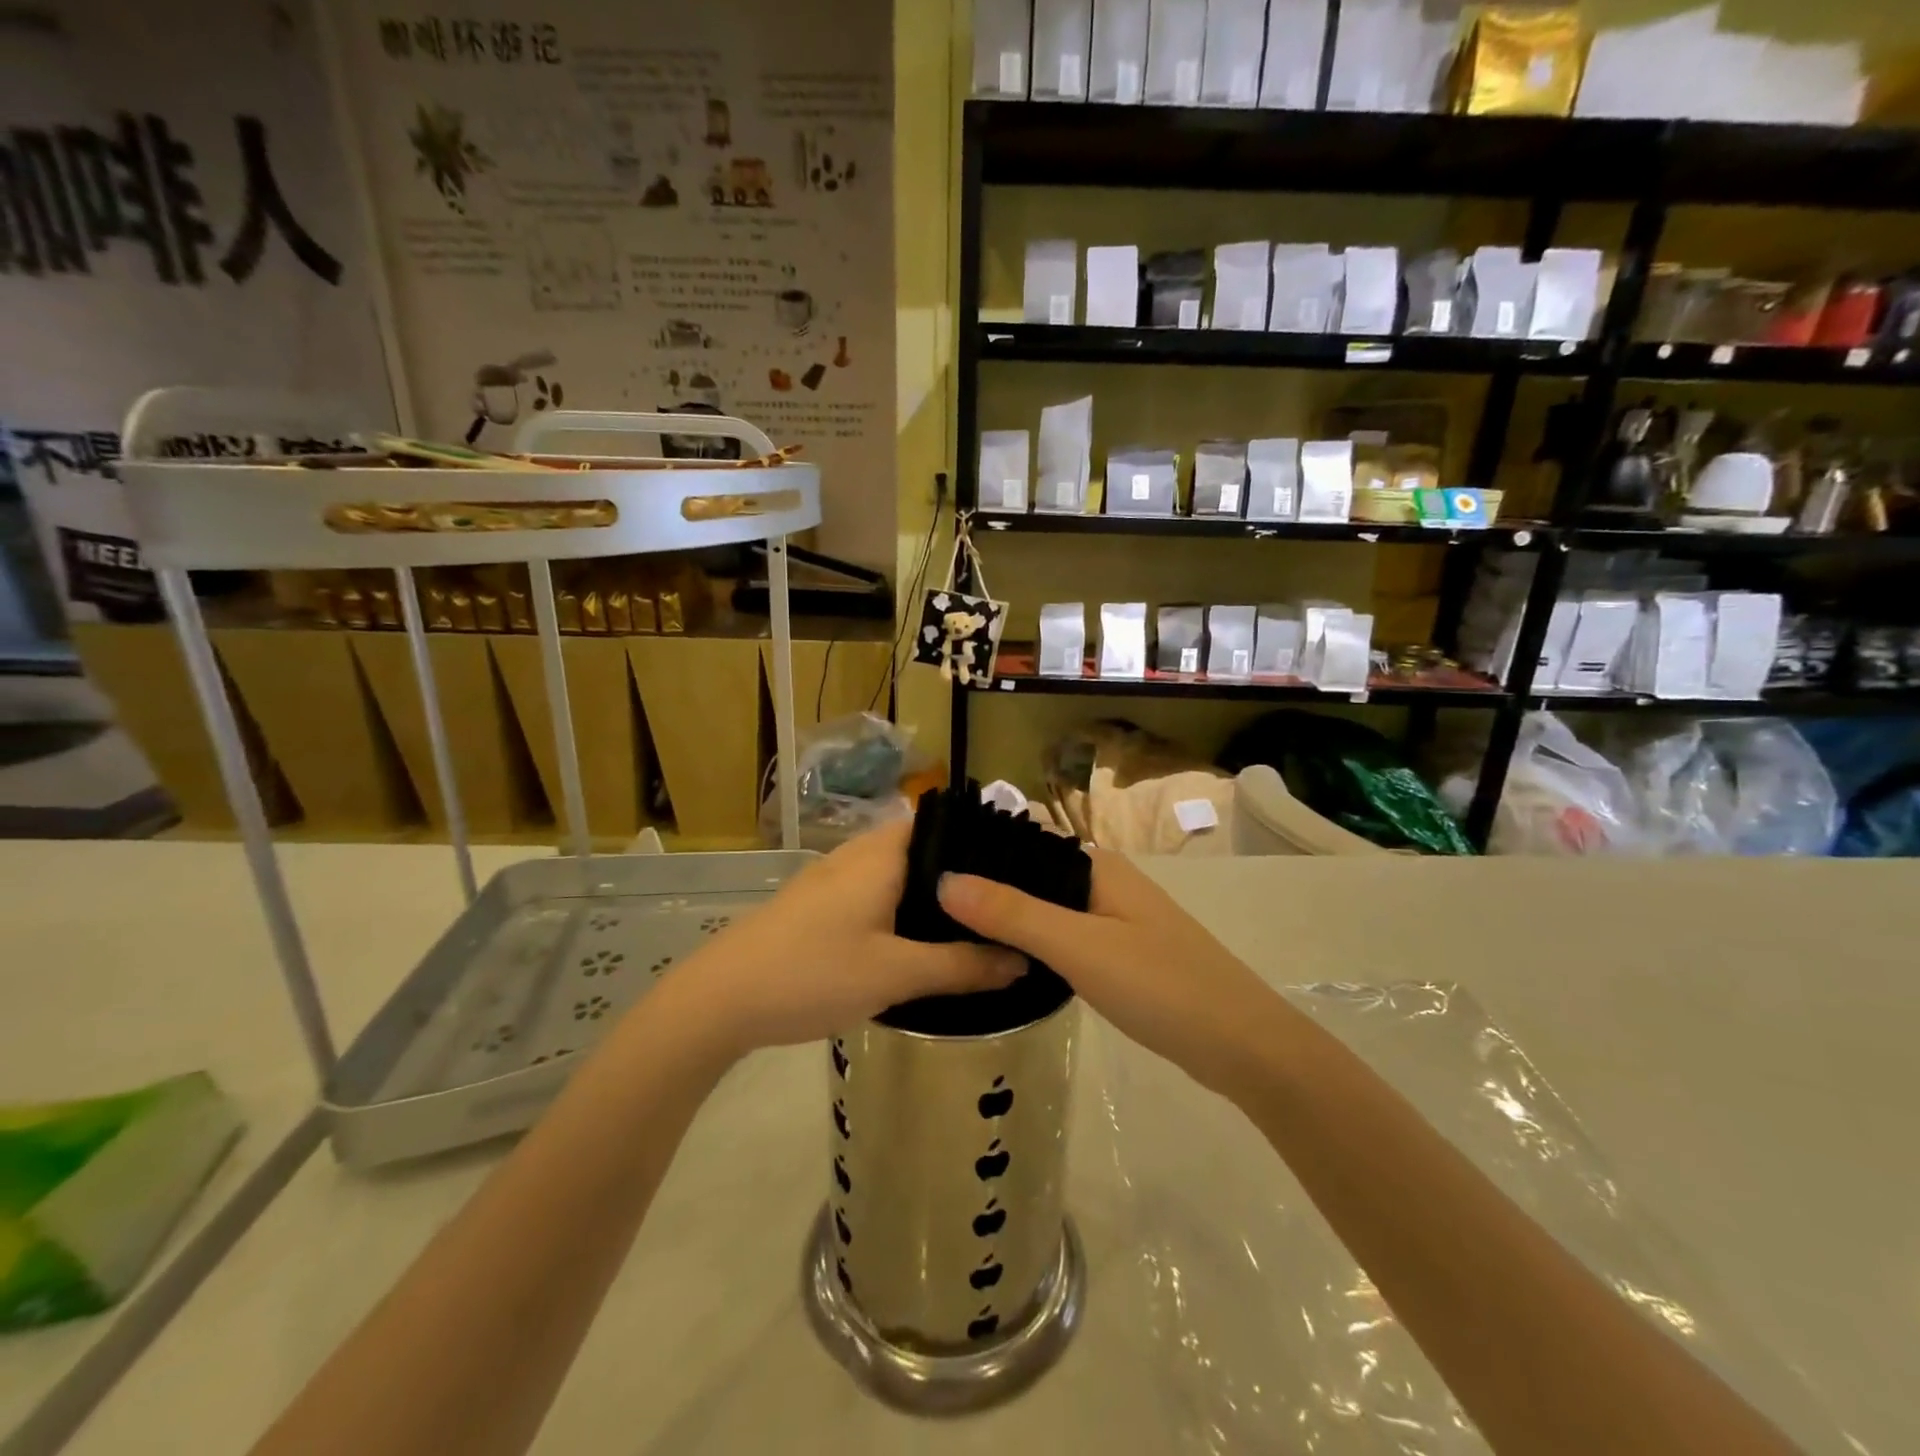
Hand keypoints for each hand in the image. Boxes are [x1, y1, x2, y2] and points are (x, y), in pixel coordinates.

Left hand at [648, 818, 1024, 1062]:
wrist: (718, 999)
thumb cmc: (813, 974)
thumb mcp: (895, 975)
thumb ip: (961, 966)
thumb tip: (1021, 958)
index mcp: (880, 855)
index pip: (940, 822)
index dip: (978, 839)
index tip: (1015, 868)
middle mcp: (856, 854)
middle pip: (920, 848)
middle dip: (958, 874)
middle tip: (1001, 904)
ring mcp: (829, 878)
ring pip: (894, 872)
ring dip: (926, 893)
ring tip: (968, 922)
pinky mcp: (813, 904)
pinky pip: (871, 892)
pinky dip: (899, 907)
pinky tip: (911, 940)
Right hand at [937, 849, 1288, 1097]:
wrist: (1244, 1046)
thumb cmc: (1161, 985)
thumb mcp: (1079, 947)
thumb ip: (1013, 913)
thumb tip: (945, 880)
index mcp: (1097, 866)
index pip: (1024, 843)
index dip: (978, 854)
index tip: (924, 871)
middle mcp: (1105, 883)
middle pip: (1033, 878)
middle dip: (987, 891)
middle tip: (925, 910)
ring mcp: (1116, 920)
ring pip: (1048, 911)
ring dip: (1009, 920)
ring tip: (950, 934)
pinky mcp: (1121, 955)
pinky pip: (1065, 938)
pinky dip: (1035, 946)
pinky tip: (1004, 962)